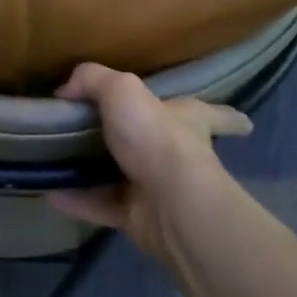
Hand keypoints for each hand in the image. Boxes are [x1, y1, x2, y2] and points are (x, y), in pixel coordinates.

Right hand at [47, 64, 250, 263]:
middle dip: (143, 142)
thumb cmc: (156, 136)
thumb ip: (92, 79)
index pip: (216, 115)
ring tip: (64, 162)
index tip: (245, 123)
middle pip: (164, 145)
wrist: (168, 200)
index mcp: (187, 119)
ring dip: (98, 172)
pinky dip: (78, 199)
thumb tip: (65, 90)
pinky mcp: (138, 217)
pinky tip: (50, 193)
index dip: (228, 116)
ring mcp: (158, 188)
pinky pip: (101, 205)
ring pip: (125, 177)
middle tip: (107, 134)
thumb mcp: (121, 90)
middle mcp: (178, 154)